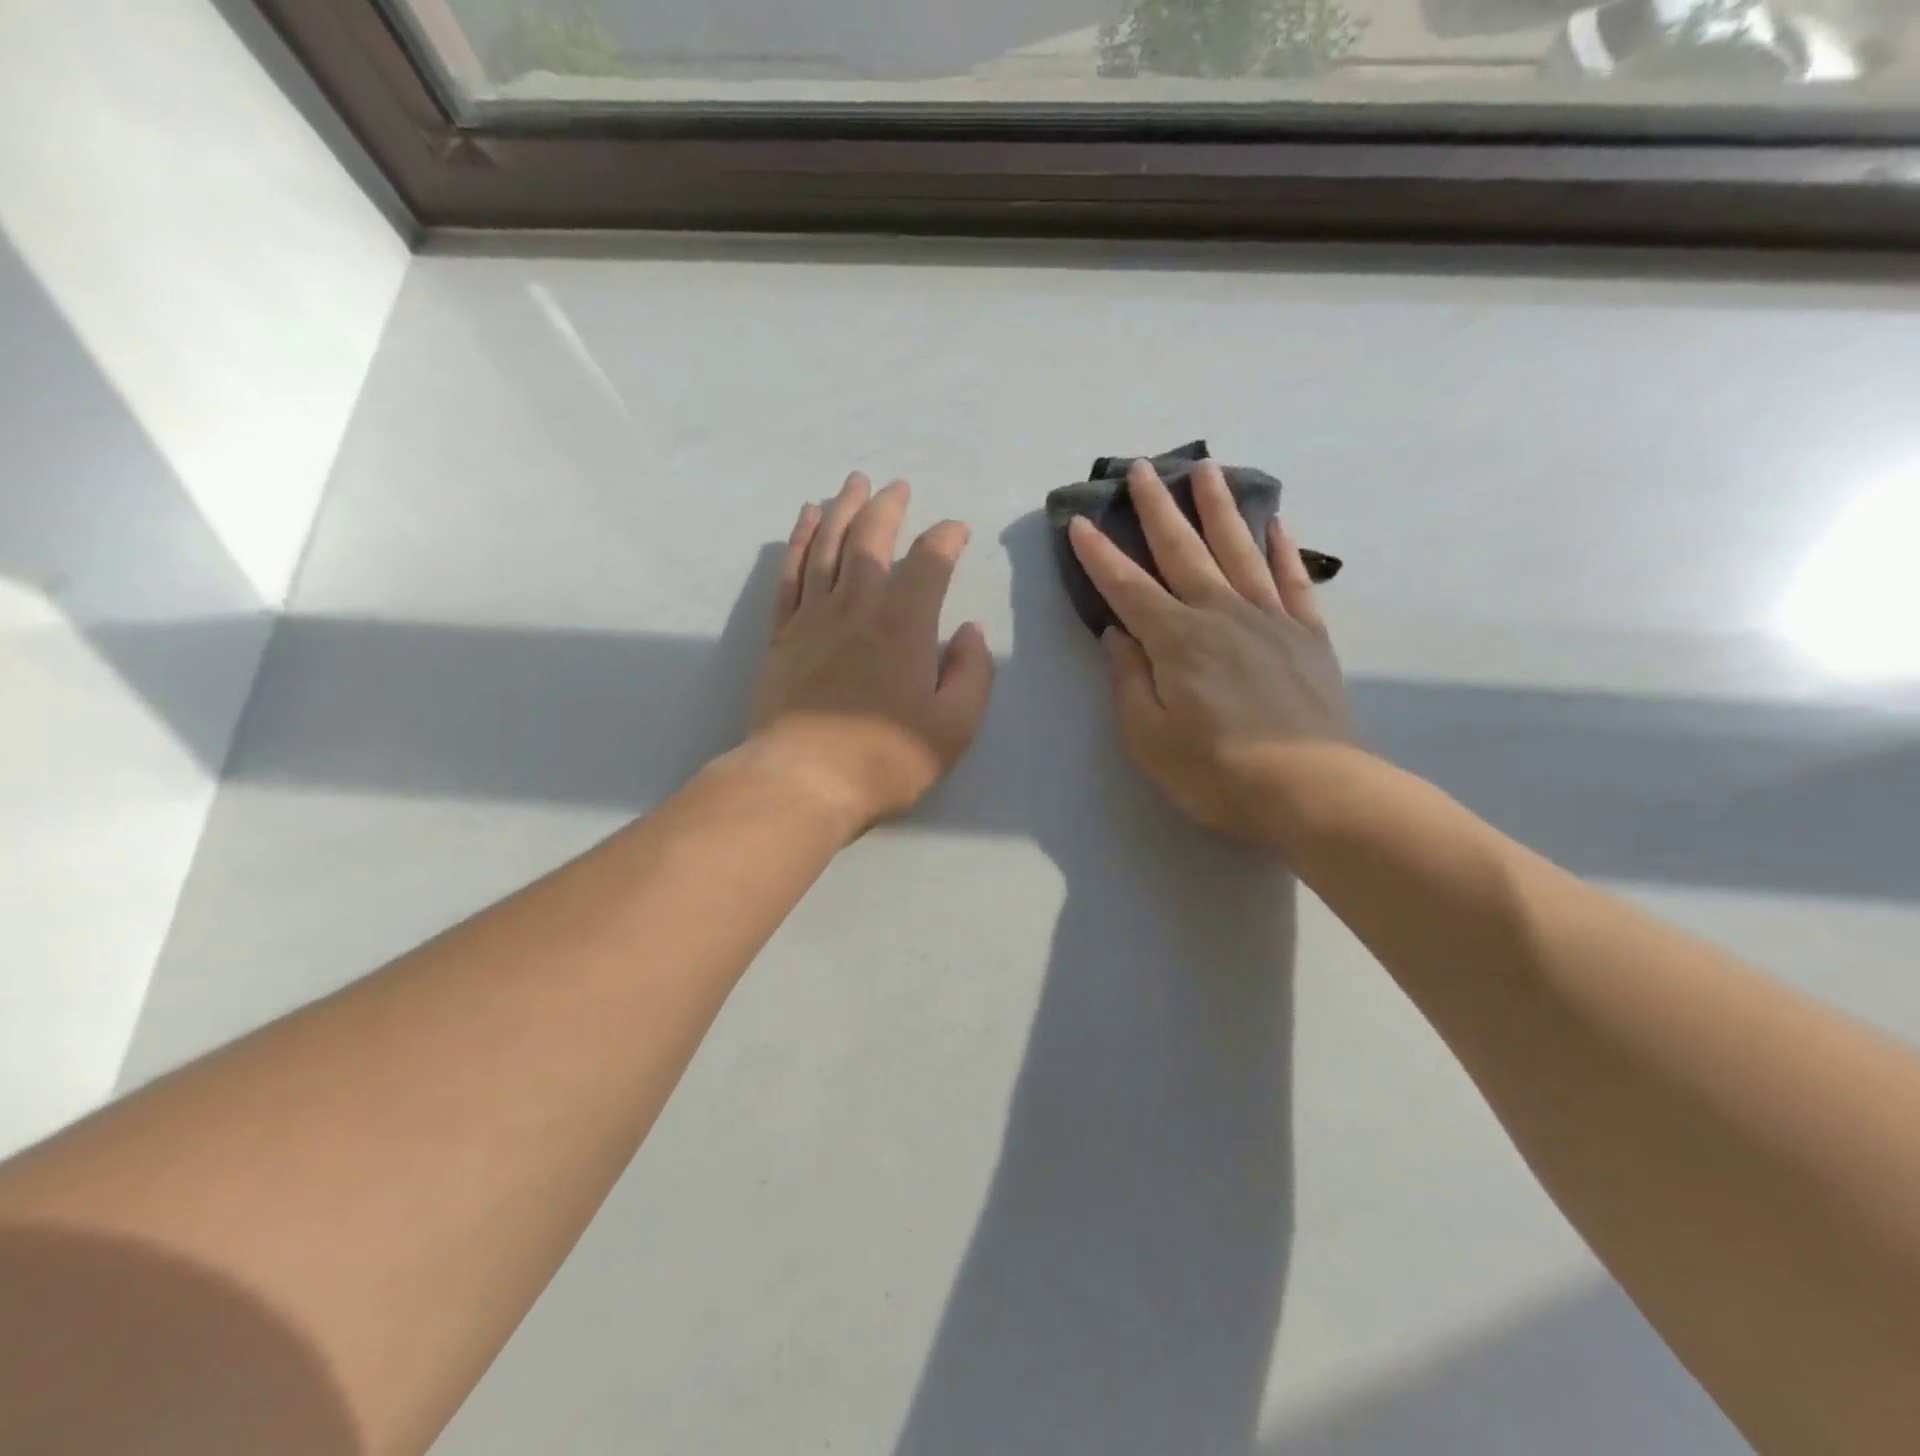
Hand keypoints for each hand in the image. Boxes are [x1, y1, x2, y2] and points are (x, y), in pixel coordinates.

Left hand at [747, 473, 994, 837]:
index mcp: (905, 624)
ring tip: (852, 484)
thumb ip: (972, 673)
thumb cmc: (887, 758)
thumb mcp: (955, 726)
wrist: (804, 781)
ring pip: (828, 546)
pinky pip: (791, 574)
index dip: (947, 538)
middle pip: (871, 539)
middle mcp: (858, 606)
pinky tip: (807, 521)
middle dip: (888, 507)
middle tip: (897, 486)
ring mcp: (814, 617)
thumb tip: (971, 631)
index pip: (930, 562)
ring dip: (842, 509)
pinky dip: (800, 541)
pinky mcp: (782, 635)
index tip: (957, 532)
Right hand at [1068, 459, 1358, 844]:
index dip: (1099, 555)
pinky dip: (1281, 547)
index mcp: (1176, 641)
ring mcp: (1269, 619)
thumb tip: (1116, 634)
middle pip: (1183, 550)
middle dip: (1157, 508)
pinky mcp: (1307, 634)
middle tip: (1142, 467)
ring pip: (1238, 549)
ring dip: (1218, 507)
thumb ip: (1129, 679)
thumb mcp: (1149, 737)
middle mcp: (1220, 614)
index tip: (1079, 522)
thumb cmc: (1216, 772)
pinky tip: (1274, 522)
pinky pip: (1291, 578)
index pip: (1127, 587)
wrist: (1312, 790)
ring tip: (1206, 468)